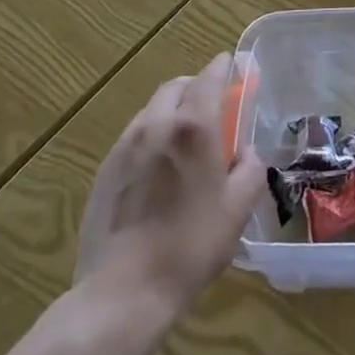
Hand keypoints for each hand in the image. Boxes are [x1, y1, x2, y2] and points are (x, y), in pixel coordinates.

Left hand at [74, 53, 264, 319]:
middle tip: (213, 105)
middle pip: (175, 87)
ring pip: (151, 110)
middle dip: (195, 86)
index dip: (222, 67)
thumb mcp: (239, 207)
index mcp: (194, 128)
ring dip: (172, 110)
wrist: (124, 290)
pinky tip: (160, 167)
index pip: (209, 78)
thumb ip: (250, 168)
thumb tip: (246, 152)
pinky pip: (134, 136)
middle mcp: (156, 126)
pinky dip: (152, 135)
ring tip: (186, 138)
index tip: (231, 64)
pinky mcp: (104, 171)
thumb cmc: (192, 244)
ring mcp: (125, 147)